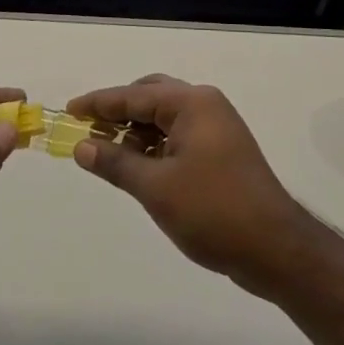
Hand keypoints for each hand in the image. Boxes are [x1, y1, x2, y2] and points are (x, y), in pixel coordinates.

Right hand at [67, 75, 316, 298]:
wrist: (275, 249)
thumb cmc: (212, 211)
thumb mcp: (155, 187)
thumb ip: (115, 162)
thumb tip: (81, 146)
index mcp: (191, 103)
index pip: (133, 95)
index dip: (98, 103)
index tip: (68, 110)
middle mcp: (205, 106)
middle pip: (151, 97)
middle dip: (118, 112)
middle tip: (89, 130)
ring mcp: (217, 129)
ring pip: (164, 118)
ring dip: (135, 131)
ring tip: (106, 151)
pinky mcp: (221, 152)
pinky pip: (177, 136)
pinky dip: (153, 146)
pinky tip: (136, 165)